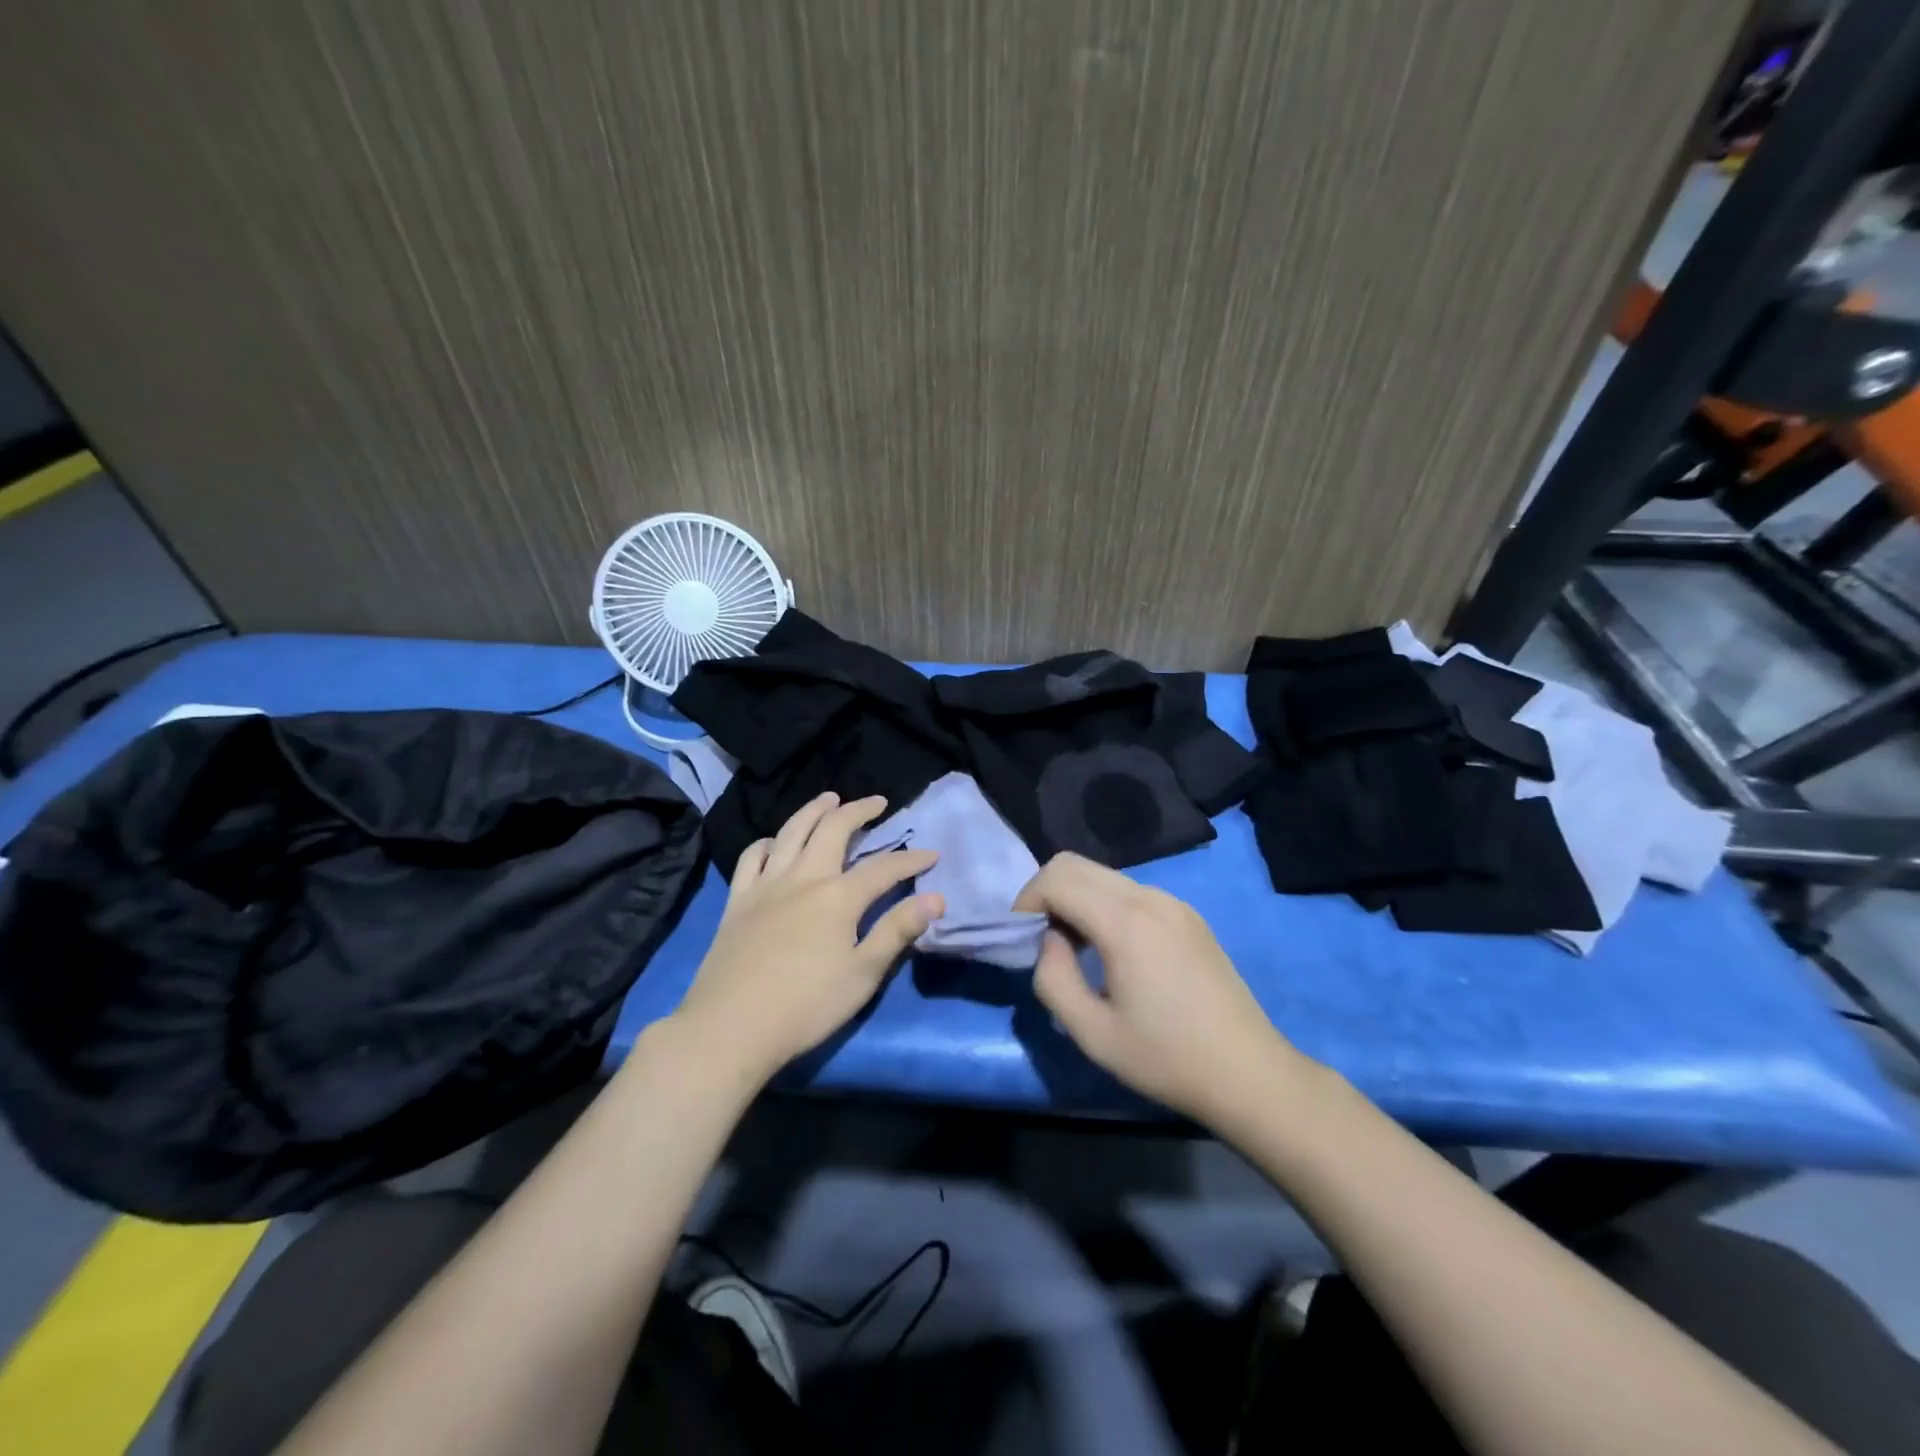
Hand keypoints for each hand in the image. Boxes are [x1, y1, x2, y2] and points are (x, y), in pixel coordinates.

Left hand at [672, 793, 942, 1083]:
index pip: (884, 868)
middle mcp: (803, 878)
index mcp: (838, 897)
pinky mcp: (738, 900)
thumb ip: (897, 931)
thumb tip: (936, 898)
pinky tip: (775, 842)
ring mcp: (766, 885)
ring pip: (792, 831)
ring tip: (829, 799)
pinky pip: (752, 857)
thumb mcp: (862, 974)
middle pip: (834, 829)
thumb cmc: (805, 1006)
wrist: (730, 1027)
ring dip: (814, 810)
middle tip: (877, 802)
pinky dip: (768, 842)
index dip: (911, 860)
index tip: (932, 855)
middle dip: (859, 810)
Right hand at [1013, 852, 1307, 1125]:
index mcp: (1125, 922)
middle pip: (1076, 864)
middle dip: (1046, 893)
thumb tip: (1049, 941)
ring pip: (1103, 875)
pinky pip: (1130, 891)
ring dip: (1075, 898)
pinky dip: (1103, 905)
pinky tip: (1112, 951)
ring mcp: (1174, 903)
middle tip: (1041, 940)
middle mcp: (1150, 897)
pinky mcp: (1188, 915)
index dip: (1026, 901)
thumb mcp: (1092, 1033)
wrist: (1249, 1074)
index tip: (1020, 938)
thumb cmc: (1166, 1058)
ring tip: (1074, 949)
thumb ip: (1053, 978)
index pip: (1057, 878)